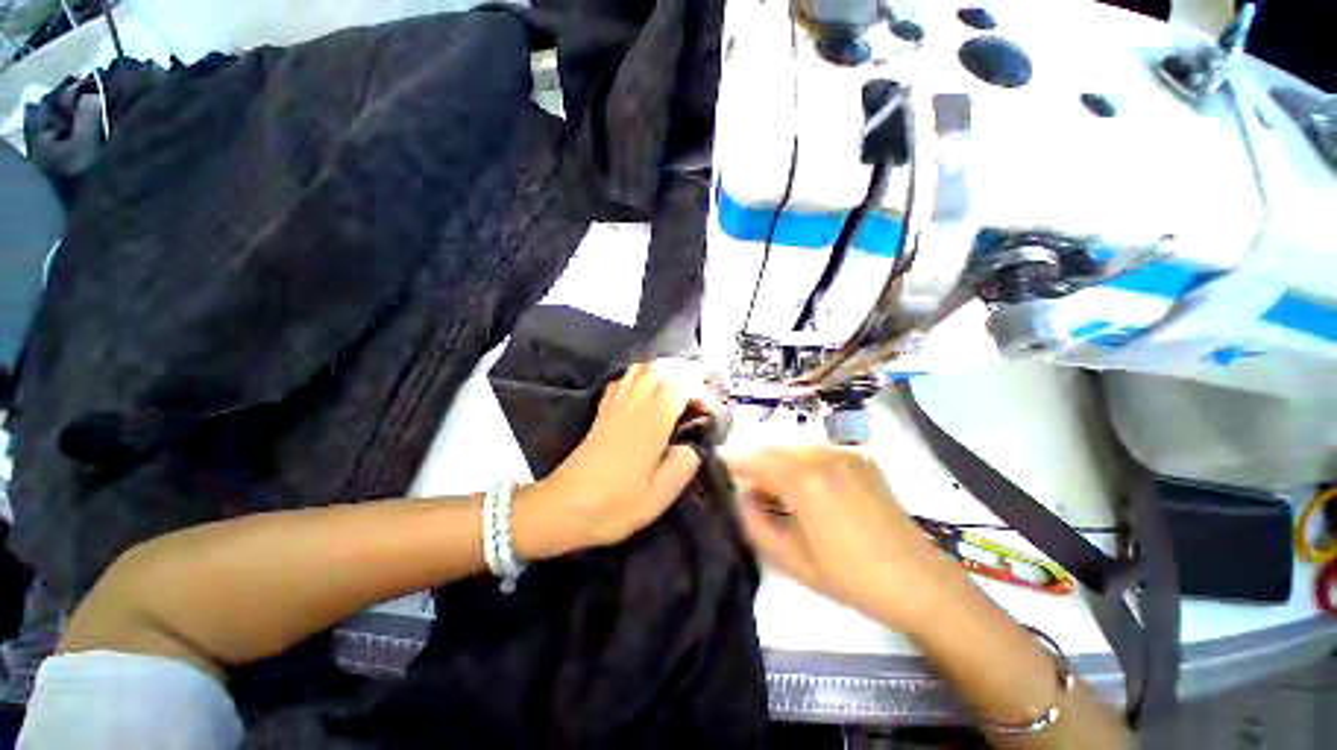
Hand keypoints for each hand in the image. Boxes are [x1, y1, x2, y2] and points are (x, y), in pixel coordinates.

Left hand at [513, 359, 718, 559]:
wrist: (561, 508)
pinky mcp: (602, 413)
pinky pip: (622, 381)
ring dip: (663, 371)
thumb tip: (689, 449)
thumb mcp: (657, 499)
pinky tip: (647, 393)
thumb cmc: (611, 507)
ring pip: (640, 369)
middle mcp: (632, 408)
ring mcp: (614, 407)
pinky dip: (640, 377)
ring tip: (679, 389)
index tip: (711, 411)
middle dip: (685, 373)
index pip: (679, 386)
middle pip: (659, 369)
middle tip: (700, 393)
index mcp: (649, 426)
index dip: (700, 390)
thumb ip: (682, 468)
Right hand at [728, 447, 956, 633]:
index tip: (718, 460)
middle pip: (775, 449)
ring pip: (795, 447)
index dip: (734, 460)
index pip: (756, 460)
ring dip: (778, 461)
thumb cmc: (850, 577)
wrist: (919, 582)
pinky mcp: (861, 460)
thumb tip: (742, 495)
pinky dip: (801, 461)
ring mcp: (845, 455)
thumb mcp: (792, 560)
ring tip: (773, 488)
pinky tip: (805, 485)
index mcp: (804, 481)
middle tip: (745, 483)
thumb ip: (755, 524)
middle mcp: (822, 457)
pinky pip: (818, 451)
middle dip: (755, 461)